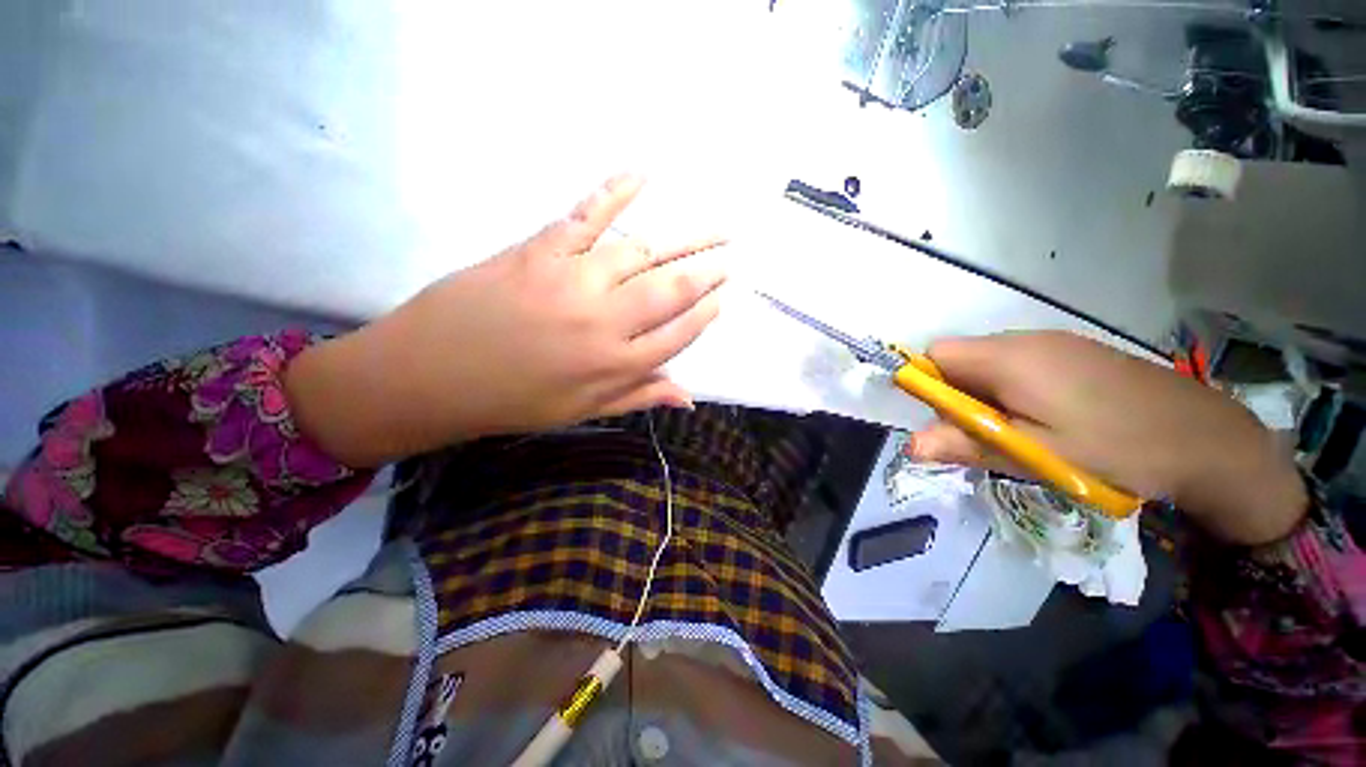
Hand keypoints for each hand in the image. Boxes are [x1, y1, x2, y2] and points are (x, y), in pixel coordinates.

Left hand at [285, 174, 726, 465]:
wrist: (430, 376)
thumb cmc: (512, 401)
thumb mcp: (581, 411)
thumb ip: (638, 397)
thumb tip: (689, 396)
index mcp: (615, 365)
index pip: (678, 335)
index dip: (704, 315)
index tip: (721, 299)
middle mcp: (604, 321)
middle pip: (671, 290)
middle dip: (707, 273)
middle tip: (729, 258)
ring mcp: (573, 279)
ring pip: (641, 253)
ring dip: (684, 239)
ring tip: (715, 229)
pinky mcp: (540, 250)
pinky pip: (586, 214)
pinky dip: (614, 190)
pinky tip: (643, 174)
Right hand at [908, 331, 1306, 544]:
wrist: (1209, 439)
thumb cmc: (1117, 449)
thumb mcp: (1036, 455)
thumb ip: (967, 444)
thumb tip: (909, 445)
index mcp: (1009, 359)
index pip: (936, 355)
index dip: (926, 384)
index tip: (944, 421)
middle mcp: (1025, 340)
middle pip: (959, 358)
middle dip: (955, 395)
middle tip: (986, 436)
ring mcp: (1053, 343)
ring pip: (988, 363)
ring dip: (984, 395)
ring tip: (1018, 433)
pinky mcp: (1074, 352)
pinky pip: (1018, 364)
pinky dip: (1011, 389)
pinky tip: (1046, 419)